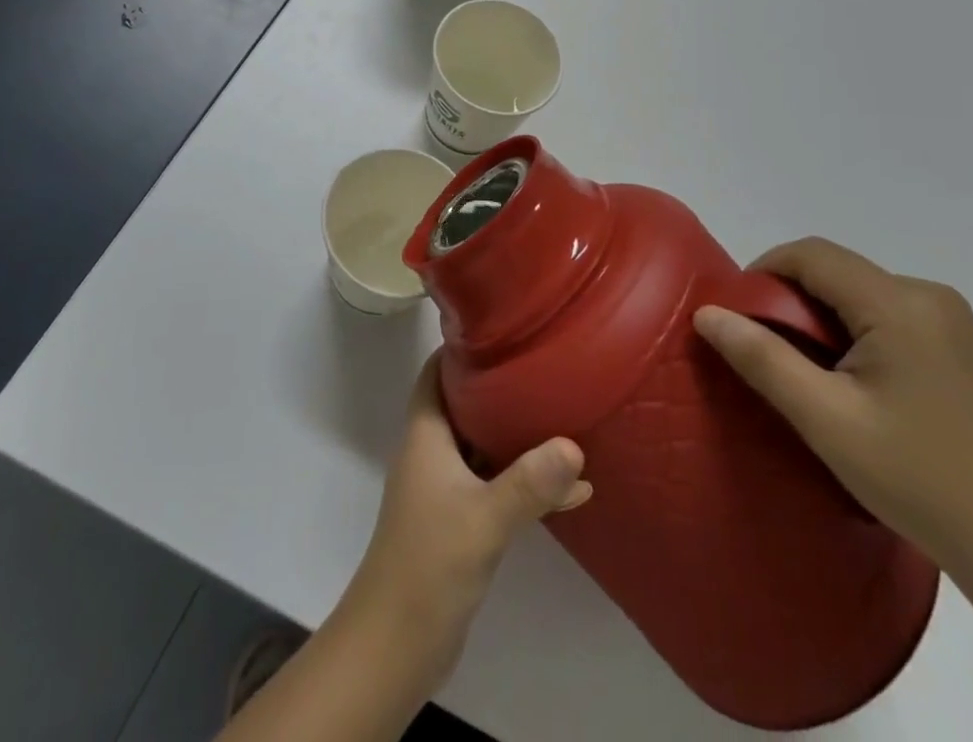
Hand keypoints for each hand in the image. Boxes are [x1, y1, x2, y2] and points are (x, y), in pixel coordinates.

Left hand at [342, 354, 591, 683]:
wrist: (397, 643)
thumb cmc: (430, 562)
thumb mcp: (485, 517)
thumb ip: (529, 481)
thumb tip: (574, 444)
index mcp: (426, 433)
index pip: (437, 370)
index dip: (464, 347)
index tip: (505, 329)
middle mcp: (433, 451)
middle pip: (467, 403)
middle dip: (504, 386)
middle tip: (547, 366)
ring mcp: (446, 487)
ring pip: (486, 445)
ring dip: (522, 437)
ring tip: (569, 418)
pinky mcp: (460, 520)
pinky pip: (498, 486)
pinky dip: (528, 483)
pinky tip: (575, 489)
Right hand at [693, 238, 972, 586]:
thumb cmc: (918, 479)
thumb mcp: (825, 419)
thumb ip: (761, 358)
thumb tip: (707, 314)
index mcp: (899, 303)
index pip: (811, 255)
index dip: (763, 272)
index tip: (737, 316)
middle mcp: (927, 295)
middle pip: (834, 270)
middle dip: (789, 299)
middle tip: (765, 351)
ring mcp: (948, 319)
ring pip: (857, 291)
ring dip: (819, 317)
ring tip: (804, 372)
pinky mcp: (956, 343)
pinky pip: (883, 312)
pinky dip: (850, 330)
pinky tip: (849, 380)